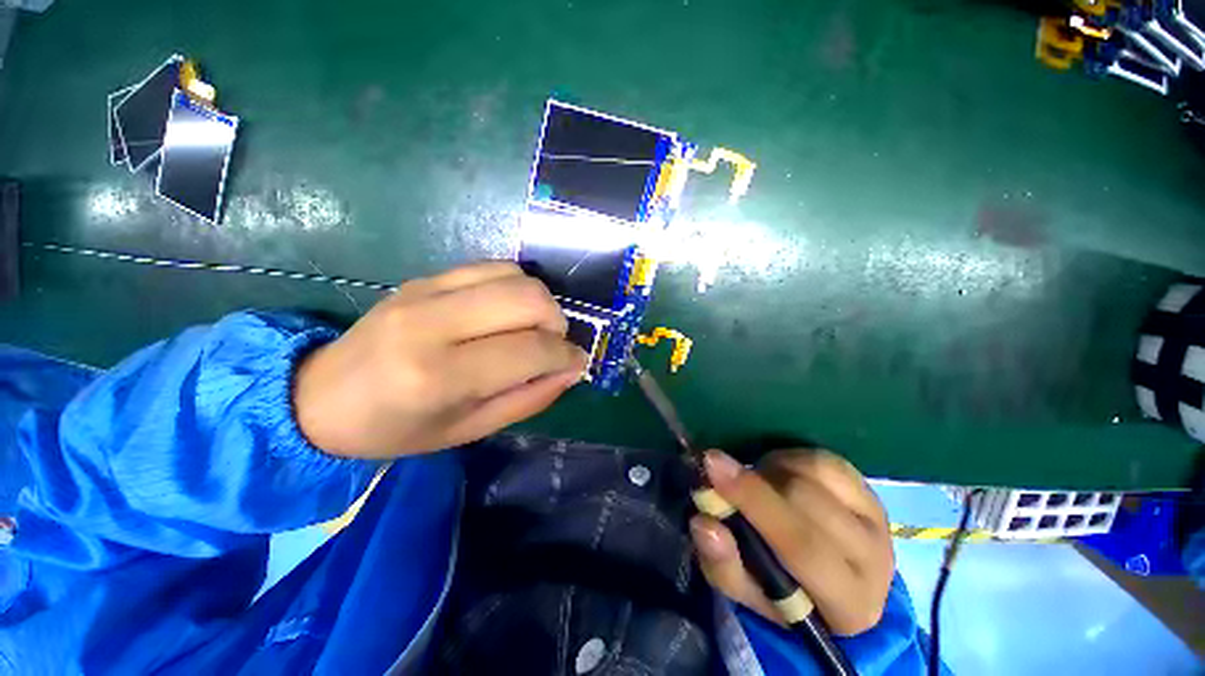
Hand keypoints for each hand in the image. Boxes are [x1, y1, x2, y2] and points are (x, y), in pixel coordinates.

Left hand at [294, 261, 587, 458]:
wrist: (320, 397)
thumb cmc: (397, 429)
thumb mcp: (470, 430)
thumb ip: (529, 398)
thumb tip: (571, 370)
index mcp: (440, 376)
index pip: (530, 350)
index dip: (566, 356)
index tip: (577, 363)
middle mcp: (433, 323)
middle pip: (528, 298)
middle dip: (557, 322)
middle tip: (554, 345)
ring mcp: (426, 291)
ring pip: (515, 275)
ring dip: (539, 302)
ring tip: (533, 328)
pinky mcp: (425, 278)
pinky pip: (492, 266)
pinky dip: (515, 287)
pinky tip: (508, 311)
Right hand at [689, 449, 894, 635]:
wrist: (831, 582)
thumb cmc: (783, 592)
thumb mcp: (745, 590)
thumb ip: (723, 563)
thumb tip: (704, 522)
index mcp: (848, 605)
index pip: (802, 545)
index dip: (754, 501)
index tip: (712, 465)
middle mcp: (875, 561)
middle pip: (808, 502)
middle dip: (755, 482)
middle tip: (718, 469)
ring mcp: (877, 519)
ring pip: (814, 473)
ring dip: (772, 472)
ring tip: (756, 485)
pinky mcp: (869, 491)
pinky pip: (823, 460)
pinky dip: (789, 460)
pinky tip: (778, 475)